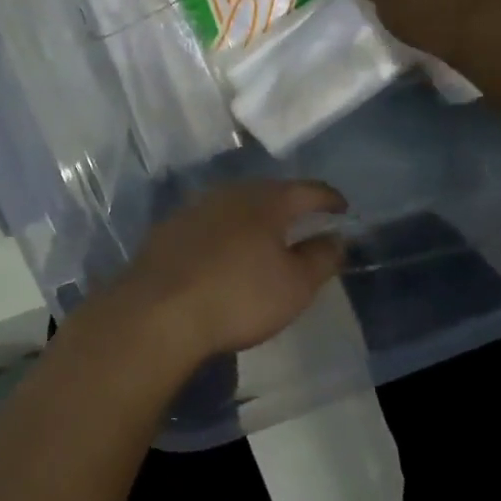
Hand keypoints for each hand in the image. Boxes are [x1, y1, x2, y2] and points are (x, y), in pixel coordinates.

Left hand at [101, 180, 348, 366]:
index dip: (330, 199)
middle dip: (290, 205)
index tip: (343, 210)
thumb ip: (322, 257)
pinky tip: (223, 252)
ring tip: (265, 237)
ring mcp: (196, 207)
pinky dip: (225, 232)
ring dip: (254, 217)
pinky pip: (209, 222)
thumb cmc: (239, 296)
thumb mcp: (295, 285)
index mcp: (266, 200)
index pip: (308, 190)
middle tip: (305, 222)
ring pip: (236, 204)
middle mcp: (231, 193)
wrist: (158, 310)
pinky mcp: (170, 228)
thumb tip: (337, 237)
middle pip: (269, 192)